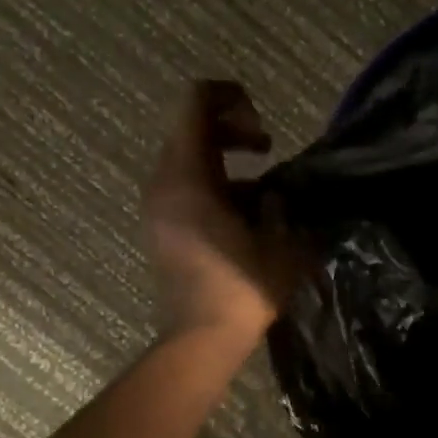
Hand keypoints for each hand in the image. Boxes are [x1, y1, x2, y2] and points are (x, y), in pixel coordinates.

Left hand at [142, 81, 301, 342]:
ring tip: (261, 187)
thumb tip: (275, 193)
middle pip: (191, 126)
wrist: (201, 339)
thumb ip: (280, 203)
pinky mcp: (161, 226)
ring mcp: (158, 205)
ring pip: (188, 157)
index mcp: (188, 176)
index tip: (263, 132)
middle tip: (266, 150)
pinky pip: (185, 185)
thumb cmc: (241, 289)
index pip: (196, 102)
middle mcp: (164, 182)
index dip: (232, 98)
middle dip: (232, 128)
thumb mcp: (280, 242)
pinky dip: (213, 183)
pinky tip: (244, 214)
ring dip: (224, 158)